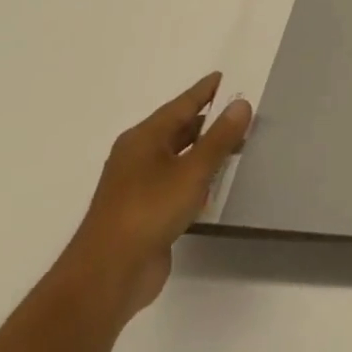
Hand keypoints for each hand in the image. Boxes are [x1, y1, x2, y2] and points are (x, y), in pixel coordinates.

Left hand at [60, 73, 252, 321]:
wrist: (108, 275)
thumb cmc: (148, 211)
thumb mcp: (192, 171)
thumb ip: (219, 137)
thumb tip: (240, 103)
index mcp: (143, 138)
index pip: (181, 105)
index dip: (205, 91)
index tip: (227, 77)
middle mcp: (138, 156)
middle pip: (179, 129)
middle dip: (209, 120)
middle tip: (243, 111)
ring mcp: (139, 186)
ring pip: (179, 157)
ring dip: (206, 150)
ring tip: (239, 143)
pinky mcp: (145, 212)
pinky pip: (177, 182)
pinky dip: (198, 176)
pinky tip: (217, 182)